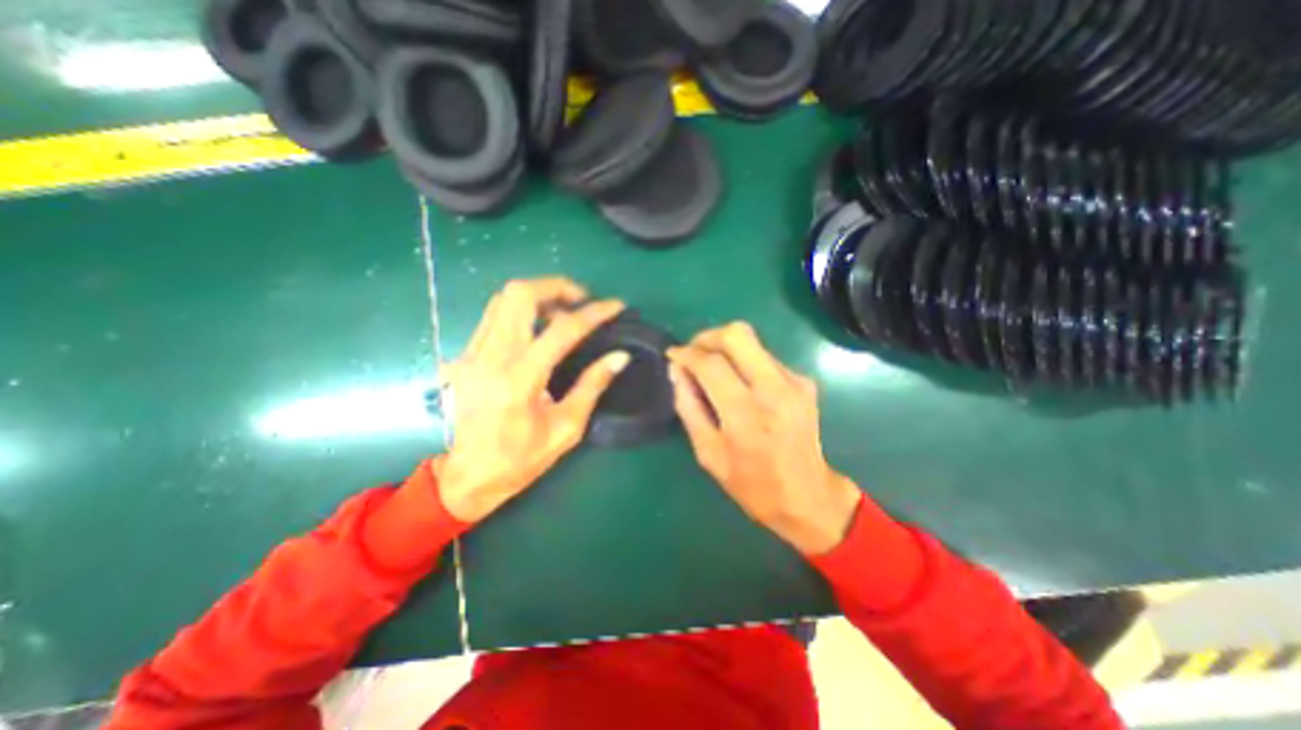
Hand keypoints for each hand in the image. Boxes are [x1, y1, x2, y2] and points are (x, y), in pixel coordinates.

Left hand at [437, 276, 629, 522]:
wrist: (468, 476)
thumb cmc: (521, 459)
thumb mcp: (566, 428)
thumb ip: (592, 386)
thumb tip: (620, 356)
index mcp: (520, 379)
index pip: (562, 329)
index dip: (594, 313)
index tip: (616, 306)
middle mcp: (491, 357)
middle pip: (520, 295)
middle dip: (557, 286)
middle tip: (582, 300)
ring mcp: (472, 353)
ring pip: (502, 300)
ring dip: (538, 296)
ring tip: (563, 310)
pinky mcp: (465, 356)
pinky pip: (494, 317)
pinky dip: (520, 311)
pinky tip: (537, 328)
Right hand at [671, 321, 860, 556]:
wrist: (807, 495)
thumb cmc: (750, 483)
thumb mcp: (707, 452)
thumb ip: (688, 406)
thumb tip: (676, 370)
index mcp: (745, 415)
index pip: (711, 364)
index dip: (686, 353)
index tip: (673, 354)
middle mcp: (773, 390)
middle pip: (737, 335)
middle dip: (708, 337)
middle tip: (694, 352)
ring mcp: (794, 382)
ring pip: (753, 342)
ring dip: (726, 348)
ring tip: (714, 369)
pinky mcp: (804, 382)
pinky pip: (766, 357)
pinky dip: (745, 362)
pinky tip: (741, 384)